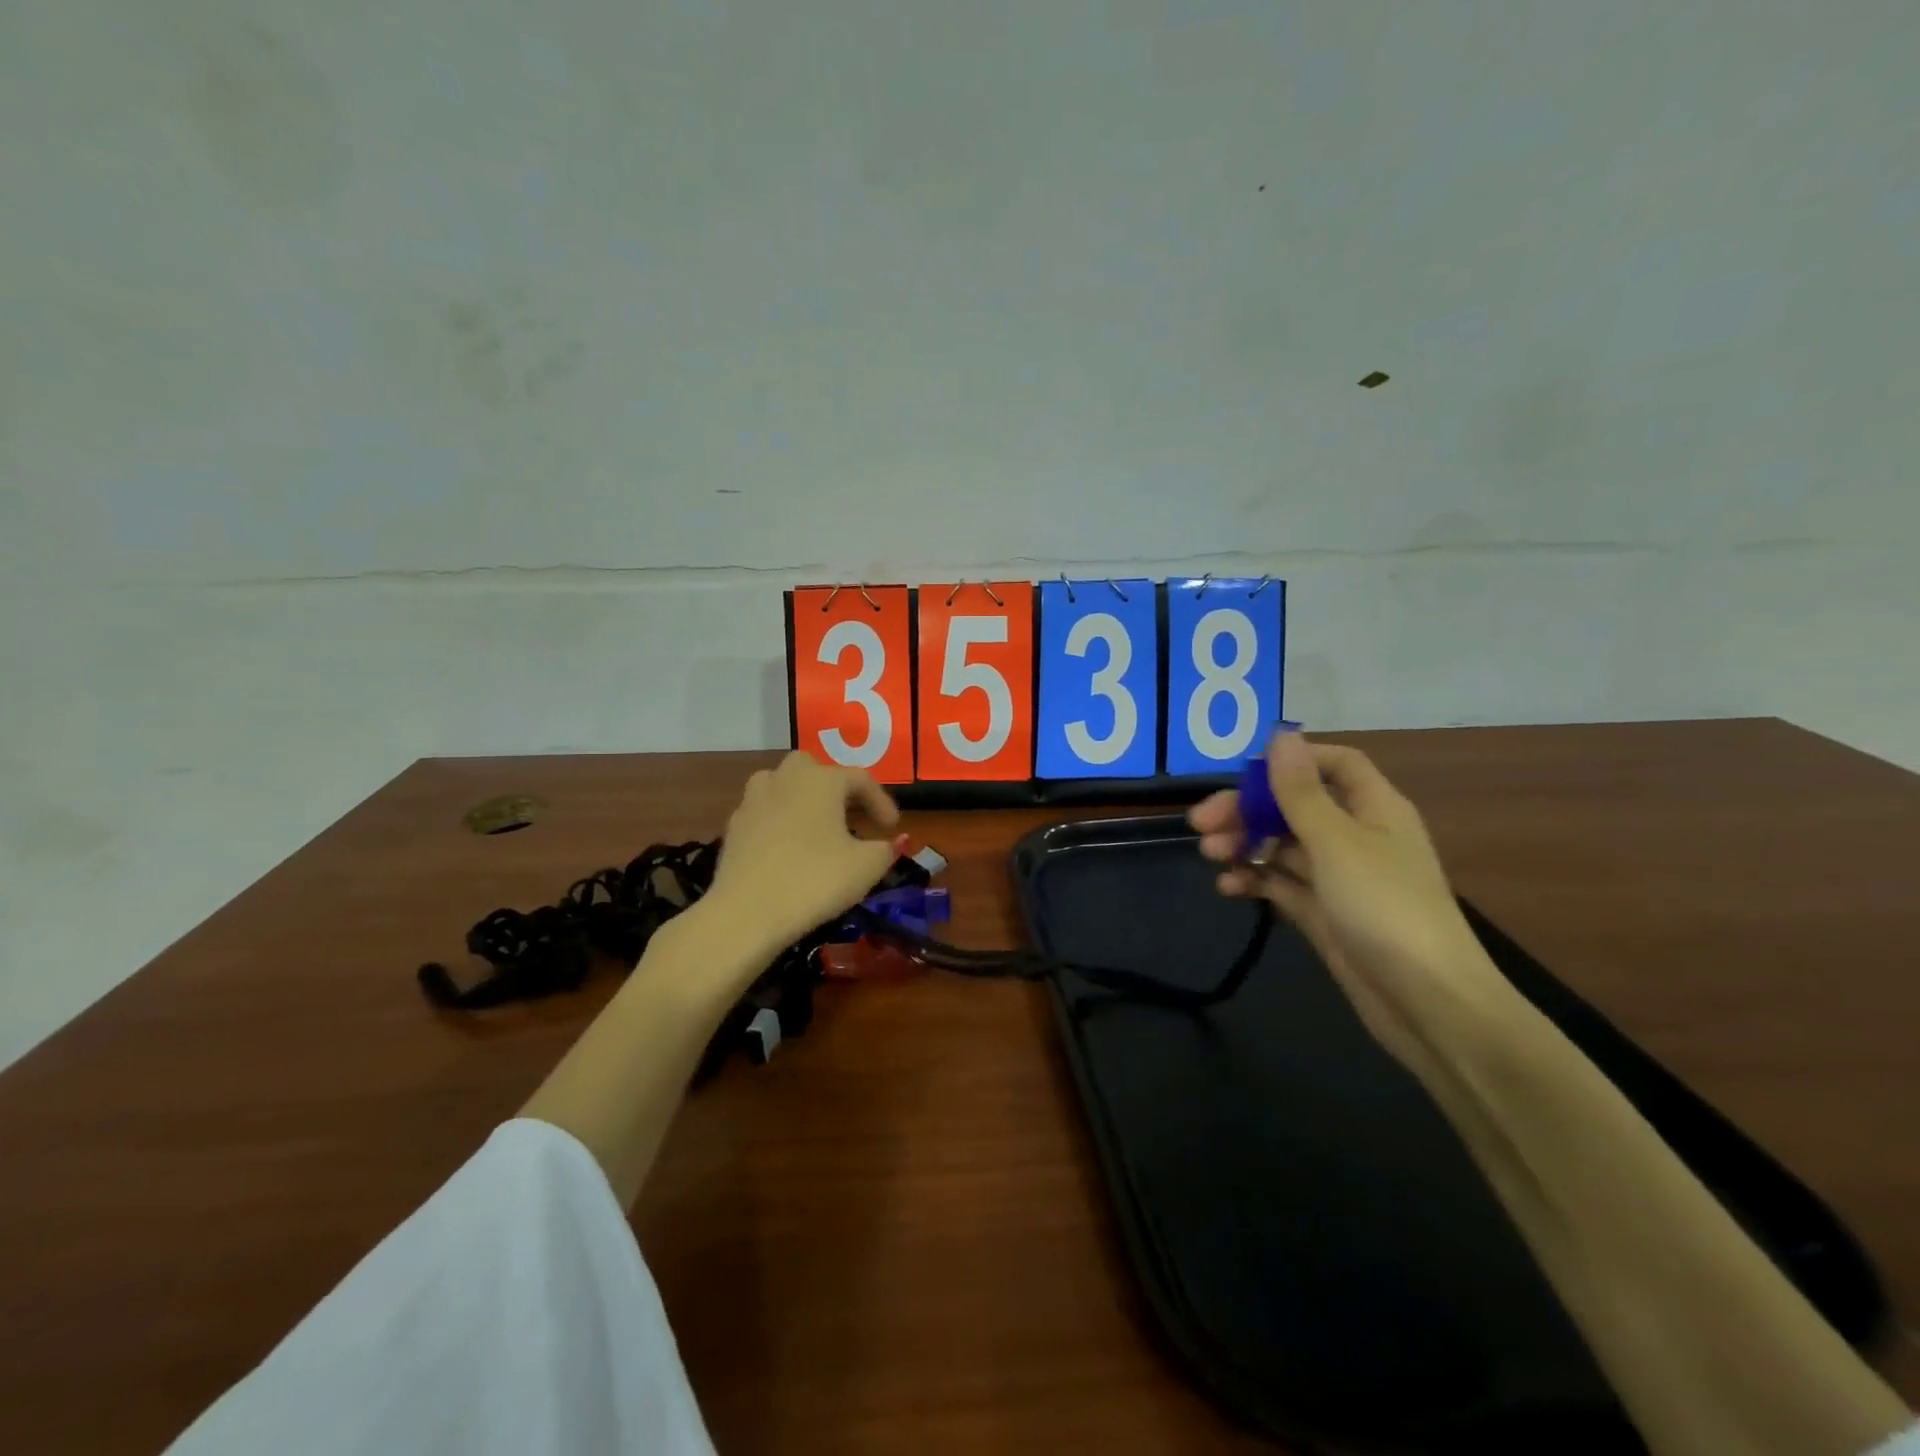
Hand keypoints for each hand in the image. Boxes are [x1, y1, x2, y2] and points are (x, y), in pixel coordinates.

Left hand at [704, 752, 899, 956]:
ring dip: (804, 801)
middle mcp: (785, 778)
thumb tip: (886, 844)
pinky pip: (766, 814)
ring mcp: (753, 800)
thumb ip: (884, 849)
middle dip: (836, 790)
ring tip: (818, 829)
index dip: (881, 801)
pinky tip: (789, 850)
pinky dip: (781, 824)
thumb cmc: (815, 880)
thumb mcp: (866, 868)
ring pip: (784, 787)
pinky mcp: (733, 826)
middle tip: (852, 817)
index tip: (892, 827)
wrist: (746, 912)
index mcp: (821, 780)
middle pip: (815, 771)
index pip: (860, 779)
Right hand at [1188, 731, 1502, 1069]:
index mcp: (1373, 809)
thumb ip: (1301, 791)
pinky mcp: (1325, 914)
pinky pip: (1282, 885)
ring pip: (1283, 846)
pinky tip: (1228, 887)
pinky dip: (1254, 880)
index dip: (1292, 760)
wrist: (1427, 1004)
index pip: (1335, 764)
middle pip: (1295, 806)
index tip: (1245, 772)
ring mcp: (1339, 878)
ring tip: (1209, 855)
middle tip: (1201, 822)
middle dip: (1248, 809)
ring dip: (1244, 844)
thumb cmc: (1384, 908)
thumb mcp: (1336, 842)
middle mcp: (1357, 837)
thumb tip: (1281, 735)